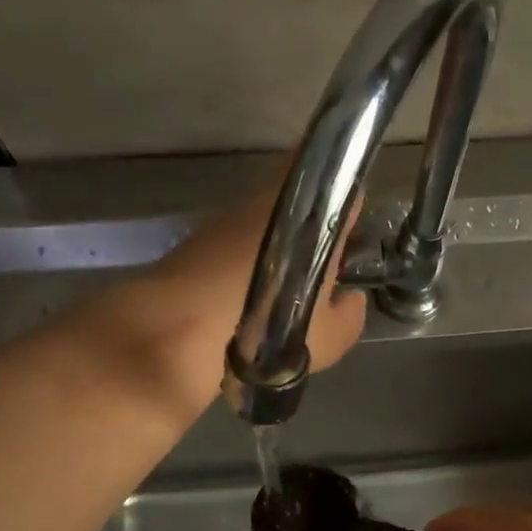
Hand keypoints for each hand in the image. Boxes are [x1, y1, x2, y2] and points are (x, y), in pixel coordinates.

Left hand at [147, 178, 366, 373]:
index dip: (350, 209)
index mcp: (314, 220)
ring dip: (276, 239)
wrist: (179, 329)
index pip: (343, 190)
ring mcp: (234, 213)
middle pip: (302, 197)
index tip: (352, 235)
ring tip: (280, 283)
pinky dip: (245, 255)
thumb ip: (350, 317)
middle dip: (311, 223)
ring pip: (267, 216)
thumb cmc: (266, 331)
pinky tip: (246, 290)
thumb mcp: (327, 340)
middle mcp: (274, 202)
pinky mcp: (201, 231)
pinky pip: (237, 235)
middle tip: (317, 266)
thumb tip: (351, 297)